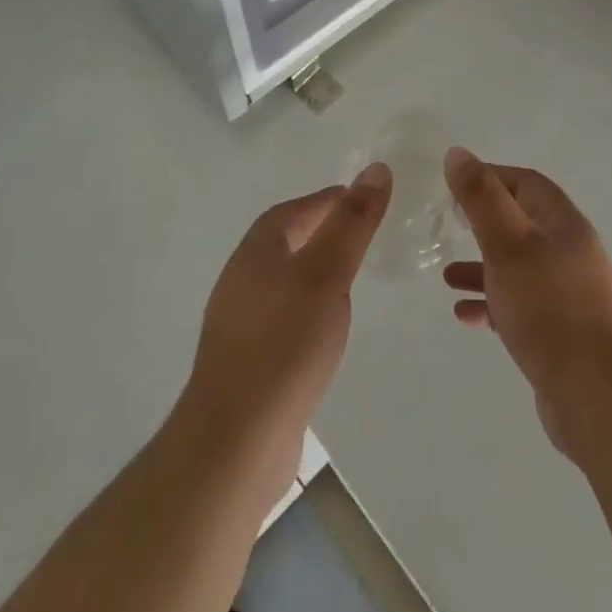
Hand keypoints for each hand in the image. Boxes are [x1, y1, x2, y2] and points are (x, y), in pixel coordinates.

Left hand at [177, 164, 391, 504]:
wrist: (235, 442)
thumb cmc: (285, 344)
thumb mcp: (328, 274)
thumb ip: (353, 222)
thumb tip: (376, 168)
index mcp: (257, 250)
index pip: (297, 209)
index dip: (331, 201)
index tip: (365, 202)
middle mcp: (241, 277)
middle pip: (287, 240)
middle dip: (323, 232)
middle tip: (362, 237)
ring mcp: (239, 321)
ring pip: (284, 279)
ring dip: (314, 271)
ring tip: (349, 281)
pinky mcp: (245, 359)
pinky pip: (281, 316)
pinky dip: (306, 309)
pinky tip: (323, 331)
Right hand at [442, 147, 611, 455]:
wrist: (599, 398)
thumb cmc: (549, 309)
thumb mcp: (507, 245)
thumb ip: (481, 198)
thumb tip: (458, 153)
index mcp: (565, 225)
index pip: (527, 183)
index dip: (491, 177)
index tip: (454, 187)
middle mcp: (572, 253)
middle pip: (523, 224)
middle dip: (484, 224)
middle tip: (449, 227)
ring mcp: (571, 295)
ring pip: (520, 268)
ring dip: (483, 268)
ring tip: (446, 278)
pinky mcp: (565, 333)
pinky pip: (523, 306)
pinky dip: (494, 304)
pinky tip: (467, 316)